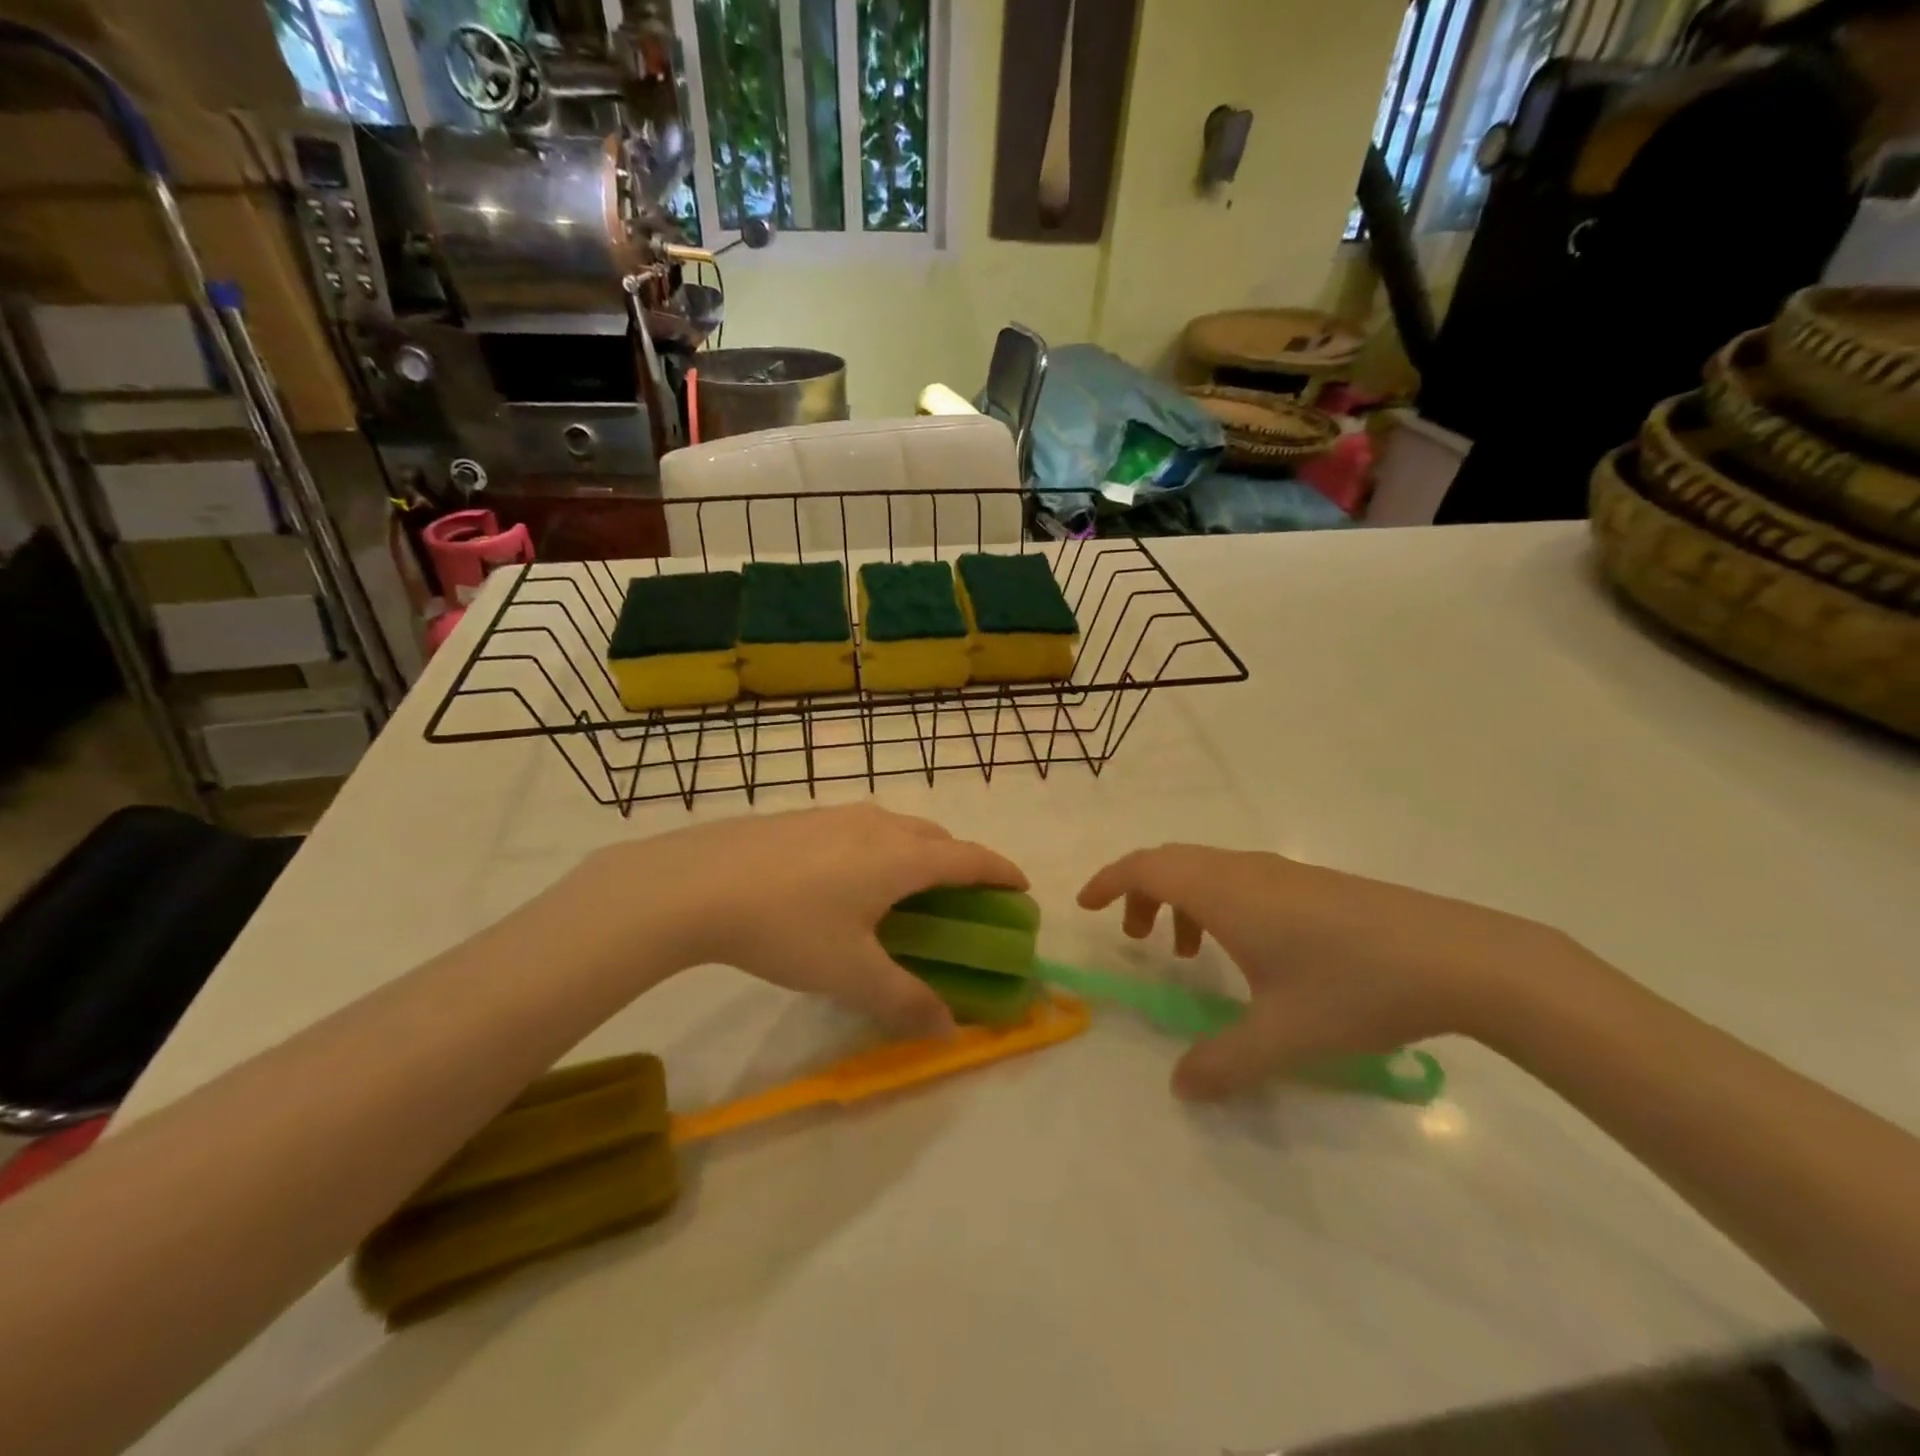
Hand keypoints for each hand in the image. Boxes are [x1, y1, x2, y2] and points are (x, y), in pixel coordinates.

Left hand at [597, 804, 1026, 1038]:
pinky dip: (879, 848)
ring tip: (905, 888)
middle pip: (937, 838)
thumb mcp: (850, 975)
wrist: (698, 884)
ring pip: (897, 828)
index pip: (970, 859)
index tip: (1021, 886)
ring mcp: (837, 815)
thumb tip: (949, 1030)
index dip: (1001, 872)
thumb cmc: (788, 927)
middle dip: (960, 863)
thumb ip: (905, 1001)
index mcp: (901, 858)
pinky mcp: (803, 817)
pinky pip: (862, 828)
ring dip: (918, 852)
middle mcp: (878, 826)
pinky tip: (846, 879)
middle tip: (962, 897)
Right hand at [1078, 845, 1573, 1099]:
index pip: (1146, 866)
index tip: (1087, 905)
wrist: (1458, 958)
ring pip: (1208, 870)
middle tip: (1134, 936)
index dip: (1109, 880)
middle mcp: (1244, 871)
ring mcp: (1282, 873)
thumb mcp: (1282, 1035)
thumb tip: (1179, 1089)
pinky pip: (1240, 880)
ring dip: (1182, 900)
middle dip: (1141, 892)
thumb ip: (1223, 1063)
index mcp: (1223, 892)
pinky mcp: (1313, 885)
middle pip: (1172, 862)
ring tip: (1187, 953)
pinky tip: (1249, 953)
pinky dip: (1218, 904)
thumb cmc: (1354, 987)